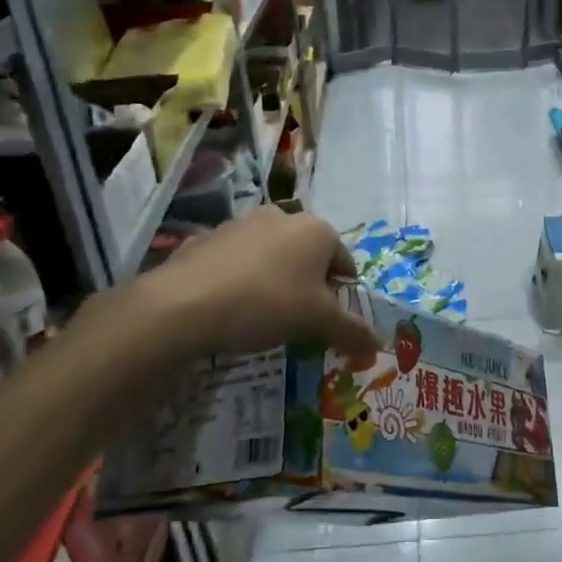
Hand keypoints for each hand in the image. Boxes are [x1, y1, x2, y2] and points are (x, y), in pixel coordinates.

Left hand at [128, 208, 378, 359]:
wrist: (183, 304)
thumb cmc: (267, 304)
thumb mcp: (318, 323)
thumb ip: (352, 332)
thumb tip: (379, 346)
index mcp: (317, 230)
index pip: (345, 263)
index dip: (342, 297)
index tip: (329, 325)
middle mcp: (282, 216)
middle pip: (308, 257)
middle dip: (308, 288)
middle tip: (298, 323)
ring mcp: (241, 223)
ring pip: (272, 257)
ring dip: (275, 281)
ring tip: (261, 317)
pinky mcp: (206, 237)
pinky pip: (235, 262)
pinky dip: (239, 281)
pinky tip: (229, 308)